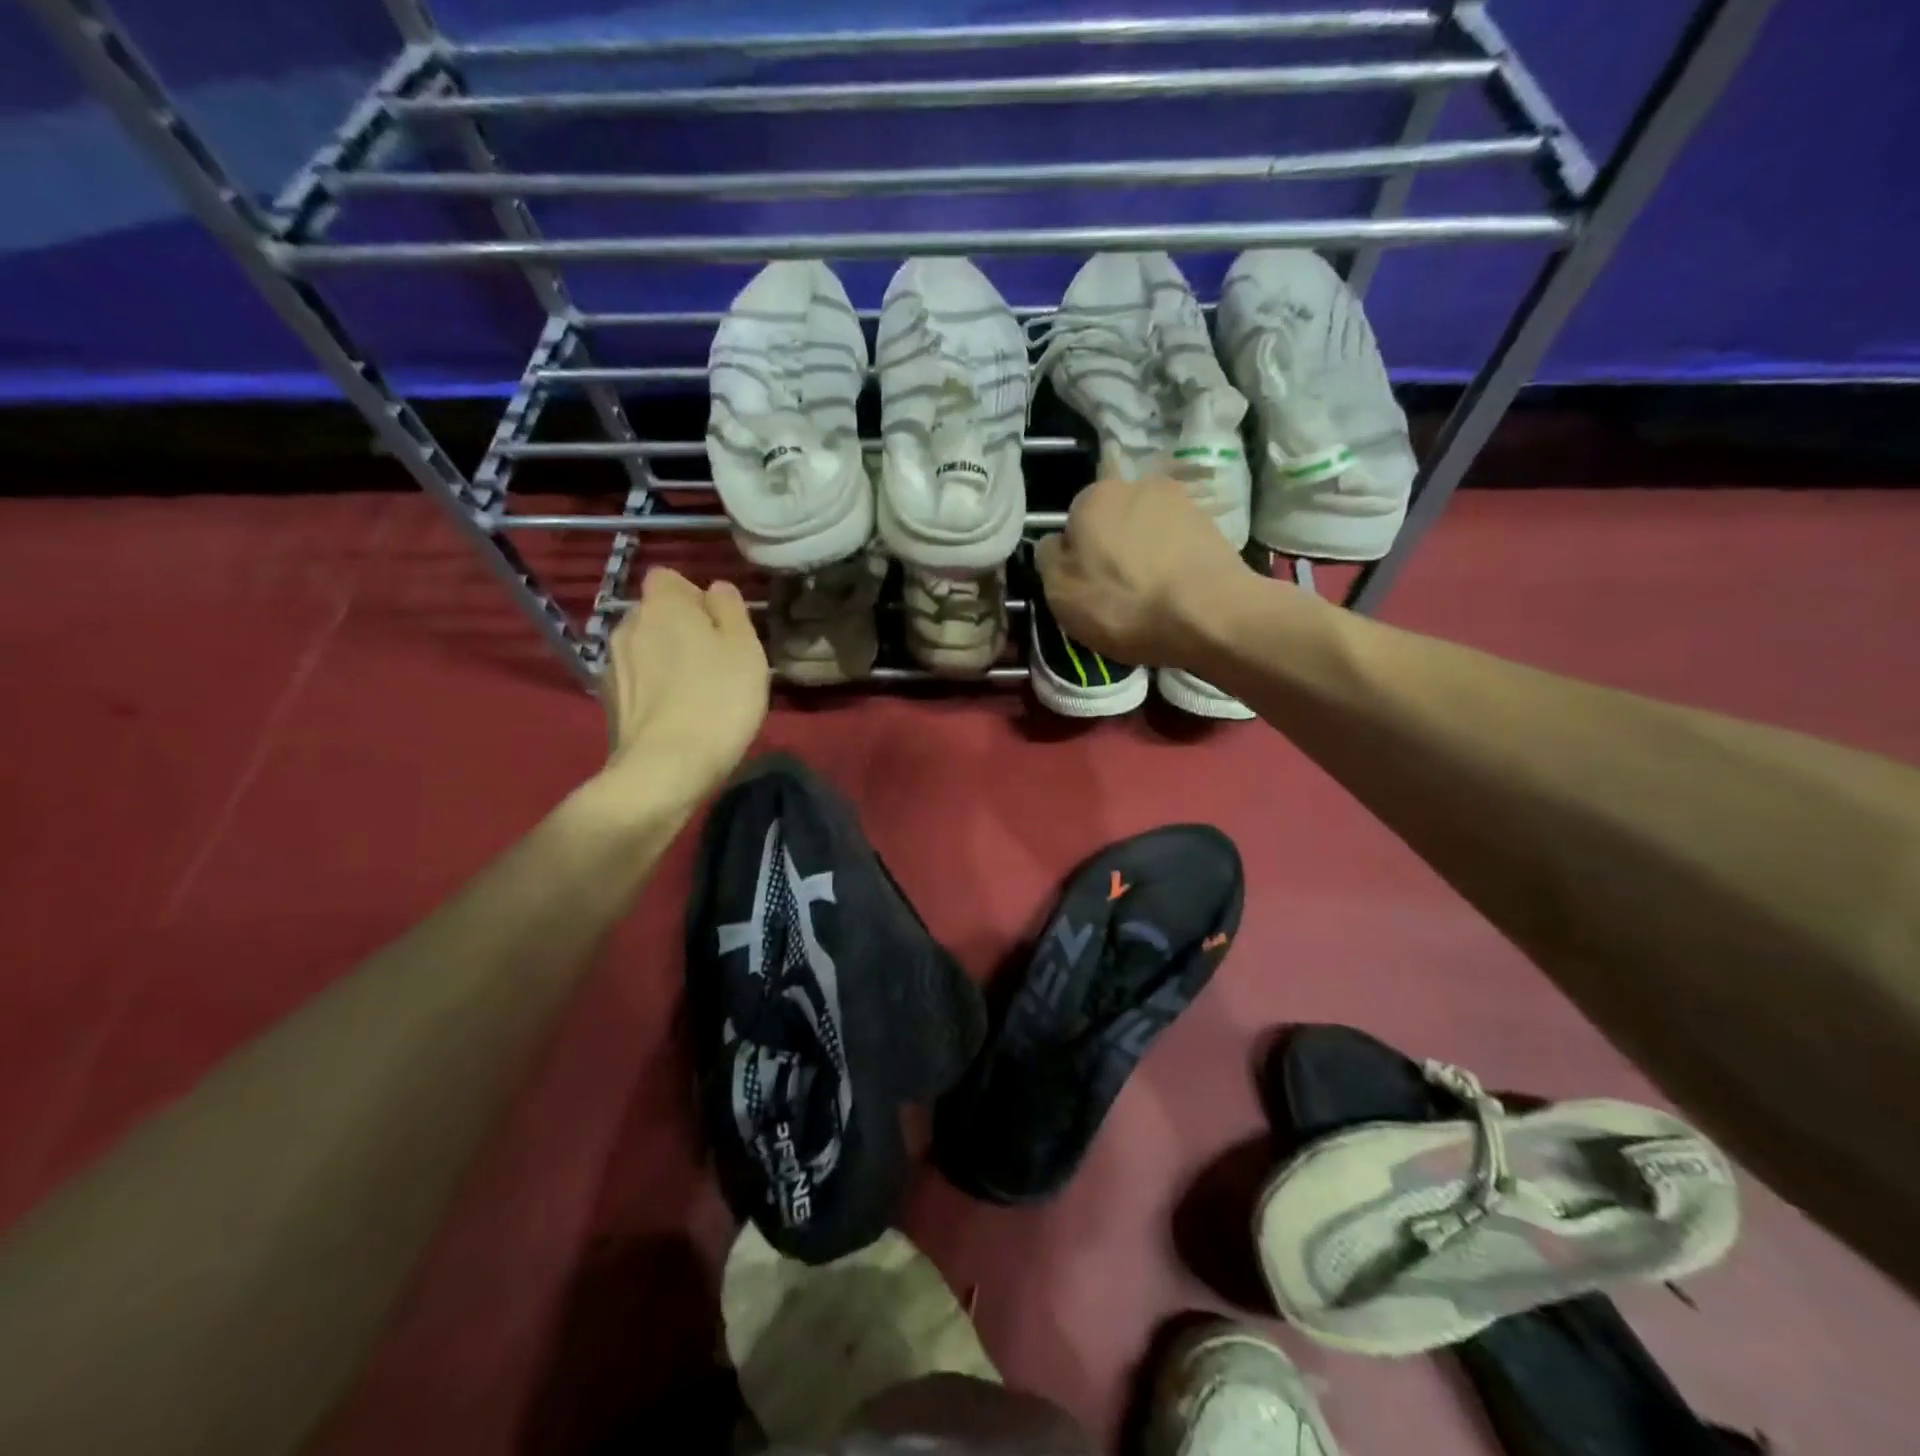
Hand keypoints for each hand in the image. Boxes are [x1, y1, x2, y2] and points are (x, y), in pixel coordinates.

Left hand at [598, 568, 767, 802]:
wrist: (666, 767)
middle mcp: (627, 625)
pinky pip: (637, 681)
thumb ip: (730, 608)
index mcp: (662, 604)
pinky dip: (653, 689)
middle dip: (680, 629)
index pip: (669, 578)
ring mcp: (613, 665)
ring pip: (645, 648)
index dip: (695, 597)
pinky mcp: (609, 701)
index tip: (719, 626)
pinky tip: (676, 715)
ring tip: (696, 692)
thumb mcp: (745, 647)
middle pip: (656, 614)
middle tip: (715, 662)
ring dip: (666, 660)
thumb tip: (715, 589)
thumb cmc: (718, 699)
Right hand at [1035, 475, 1257, 666]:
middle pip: (1113, 522)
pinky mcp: (1214, 527)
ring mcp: (1181, 503)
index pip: (1073, 521)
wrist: (1209, 615)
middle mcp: (1138, 485)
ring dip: (1145, 556)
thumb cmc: (1122, 602)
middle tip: (1115, 592)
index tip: (1083, 586)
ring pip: (1148, 532)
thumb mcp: (1059, 591)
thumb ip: (1048, 559)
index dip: (1076, 556)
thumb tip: (1056, 543)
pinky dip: (1173, 566)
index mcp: (1094, 495)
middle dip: (1112, 549)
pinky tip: (1175, 596)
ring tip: (1149, 597)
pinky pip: (1178, 547)